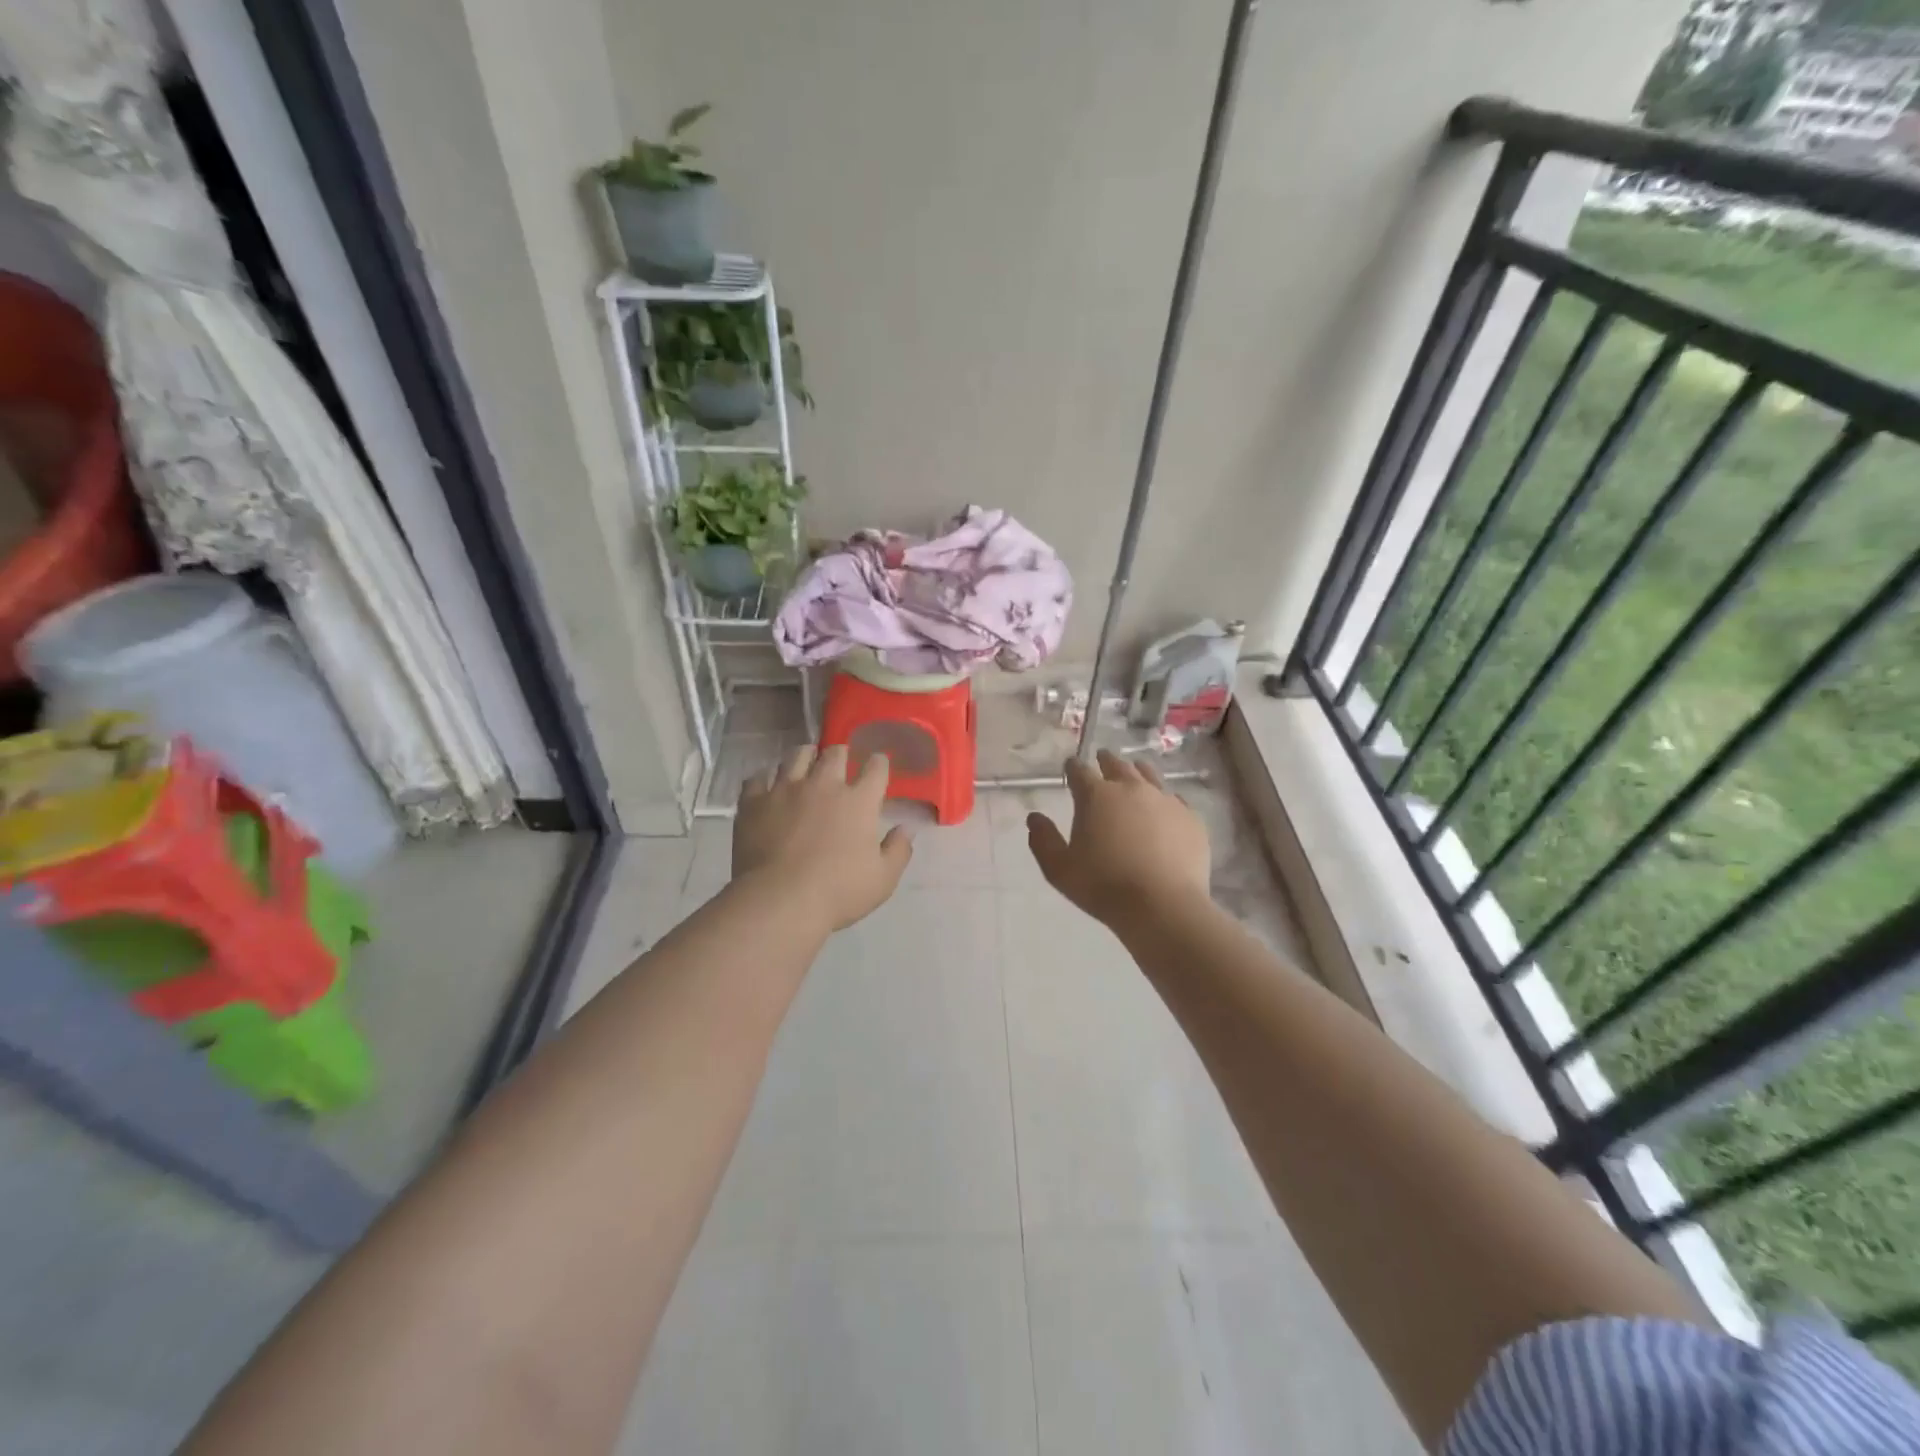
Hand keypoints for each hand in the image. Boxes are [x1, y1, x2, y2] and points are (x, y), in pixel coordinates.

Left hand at [734, 744, 914, 931]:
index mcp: (858, 801)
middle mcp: (823, 785)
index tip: (877, 766)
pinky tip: (766, 787)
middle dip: (840, 754)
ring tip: (805, 764)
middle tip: (839, 762)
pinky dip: (764, 779)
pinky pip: (757, 778)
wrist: (779, 901)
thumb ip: (898, 850)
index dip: (878, 763)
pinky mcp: (754, 802)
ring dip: (805, 757)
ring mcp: (785, 790)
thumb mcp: (883, 879)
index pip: (875, 767)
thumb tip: (906, 828)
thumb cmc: (838, 892)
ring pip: (796, 756)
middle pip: (834, 753)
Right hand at [1027, 751, 1210, 926]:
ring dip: (1136, 771)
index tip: (1069, 768)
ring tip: (1133, 772)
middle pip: (1116, 764)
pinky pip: (1175, 799)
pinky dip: (1164, 799)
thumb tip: (1035, 817)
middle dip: (1105, 761)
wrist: (1162, 905)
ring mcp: (1165, 800)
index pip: (1079, 770)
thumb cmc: (1103, 886)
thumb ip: (1043, 840)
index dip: (1072, 768)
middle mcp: (1131, 788)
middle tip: (1101, 760)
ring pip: (1149, 774)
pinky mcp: (1190, 818)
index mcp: (1096, 795)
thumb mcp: (1059, 868)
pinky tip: (1164, 808)